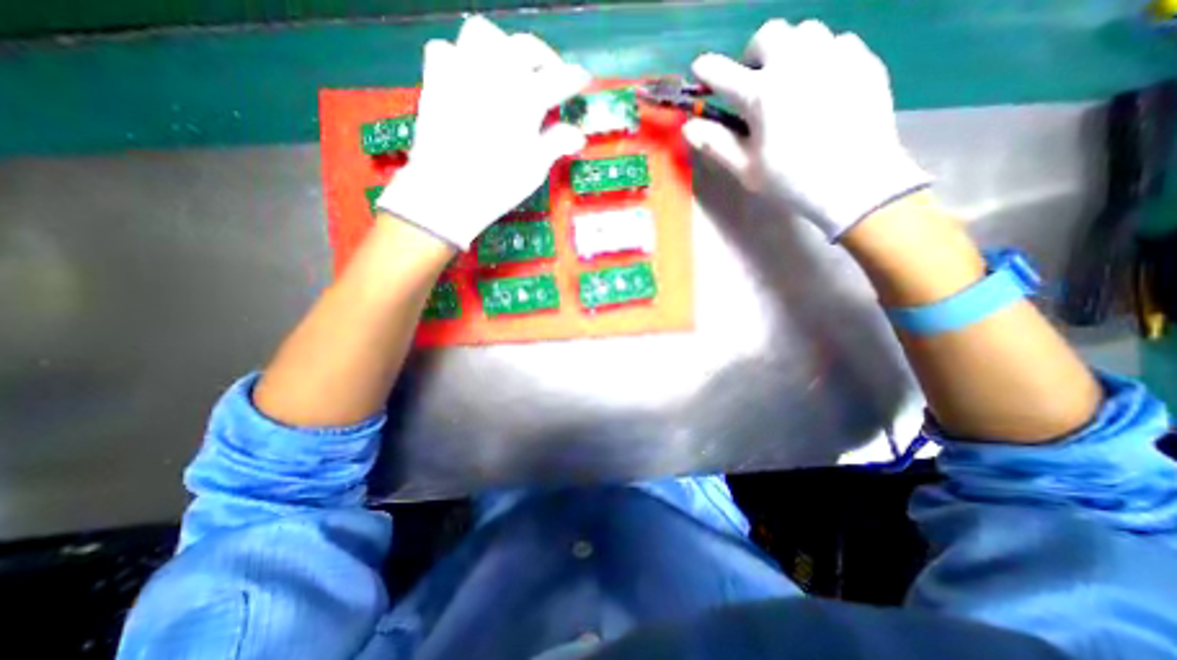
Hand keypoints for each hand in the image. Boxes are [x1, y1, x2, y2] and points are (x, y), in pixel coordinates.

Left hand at [381, 18, 587, 248]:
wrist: (448, 191)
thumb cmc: (499, 184)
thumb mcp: (535, 168)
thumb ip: (556, 143)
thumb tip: (577, 135)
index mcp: (526, 98)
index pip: (559, 78)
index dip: (574, 78)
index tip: (581, 79)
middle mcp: (496, 74)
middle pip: (526, 47)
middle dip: (544, 57)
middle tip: (550, 75)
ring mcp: (463, 72)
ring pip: (484, 33)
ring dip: (502, 46)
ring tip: (509, 68)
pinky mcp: (436, 80)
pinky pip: (446, 49)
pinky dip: (460, 58)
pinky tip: (469, 78)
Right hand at [688, 18, 934, 241]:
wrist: (856, 182)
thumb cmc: (792, 181)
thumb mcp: (747, 169)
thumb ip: (716, 144)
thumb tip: (689, 127)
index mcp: (761, 95)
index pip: (723, 73)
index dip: (707, 69)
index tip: (701, 69)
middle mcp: (795, 64)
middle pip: (768, 34)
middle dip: (754, 54)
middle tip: (756, 81)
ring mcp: (833, 57)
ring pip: (805, 32)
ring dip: (789, 51)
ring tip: (791, 81)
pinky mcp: (862, 60)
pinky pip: (837, 43)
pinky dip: (822, 59)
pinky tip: (823, 86)